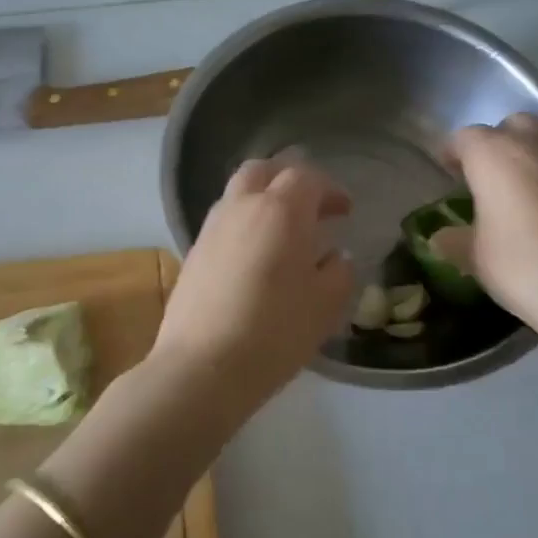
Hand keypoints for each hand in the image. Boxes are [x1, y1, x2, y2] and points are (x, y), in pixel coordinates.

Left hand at [152, 158, 354, 407]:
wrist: (202, 367)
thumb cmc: (275, 332)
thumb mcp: (325, 305)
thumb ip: (338, 272)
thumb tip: (335, 256)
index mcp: (280, 210)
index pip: (307, 177)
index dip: (330, 189)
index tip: (345, 211)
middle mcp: (241, 207)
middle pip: (263, 170)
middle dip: (289, 180)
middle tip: (310, 207)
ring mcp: (211, 228)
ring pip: (238, 193)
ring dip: (263, 199)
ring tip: (282, 232)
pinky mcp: (192, 252)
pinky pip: (223, 221)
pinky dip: (244, 223)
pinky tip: (255, 257)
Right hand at [436, 115, 537, 358]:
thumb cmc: (523, 267)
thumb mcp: (474, 258)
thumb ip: (453, 239)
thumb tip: (441, 237)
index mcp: (494, 155)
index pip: (465, 138)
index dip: (454, 154)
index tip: (451, 175)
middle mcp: (535, 142)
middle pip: (511, 126)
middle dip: (498, 145)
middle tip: (492, 178)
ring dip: (537, 148)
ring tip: (532, 180)